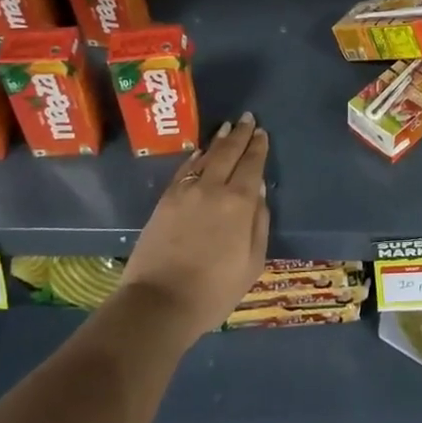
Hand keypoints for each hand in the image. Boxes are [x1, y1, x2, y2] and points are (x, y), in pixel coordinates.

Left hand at [119, 113, 271, 345]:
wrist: (159, 303)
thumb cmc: (214, 290)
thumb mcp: (252, 263)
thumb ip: (258, 223)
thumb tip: (259, 192)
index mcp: (239, 203)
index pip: (252, 165)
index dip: (258, 147)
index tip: (262, 133)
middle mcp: (213, 188)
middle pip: (229, 153)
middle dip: (240, 135)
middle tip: (248, 119)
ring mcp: (185, 192)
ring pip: (206, 157)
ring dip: (218, 141)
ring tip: (227, 128)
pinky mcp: (165, 201)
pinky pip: (184, 170)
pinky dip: (195, 158)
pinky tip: (200, 152)